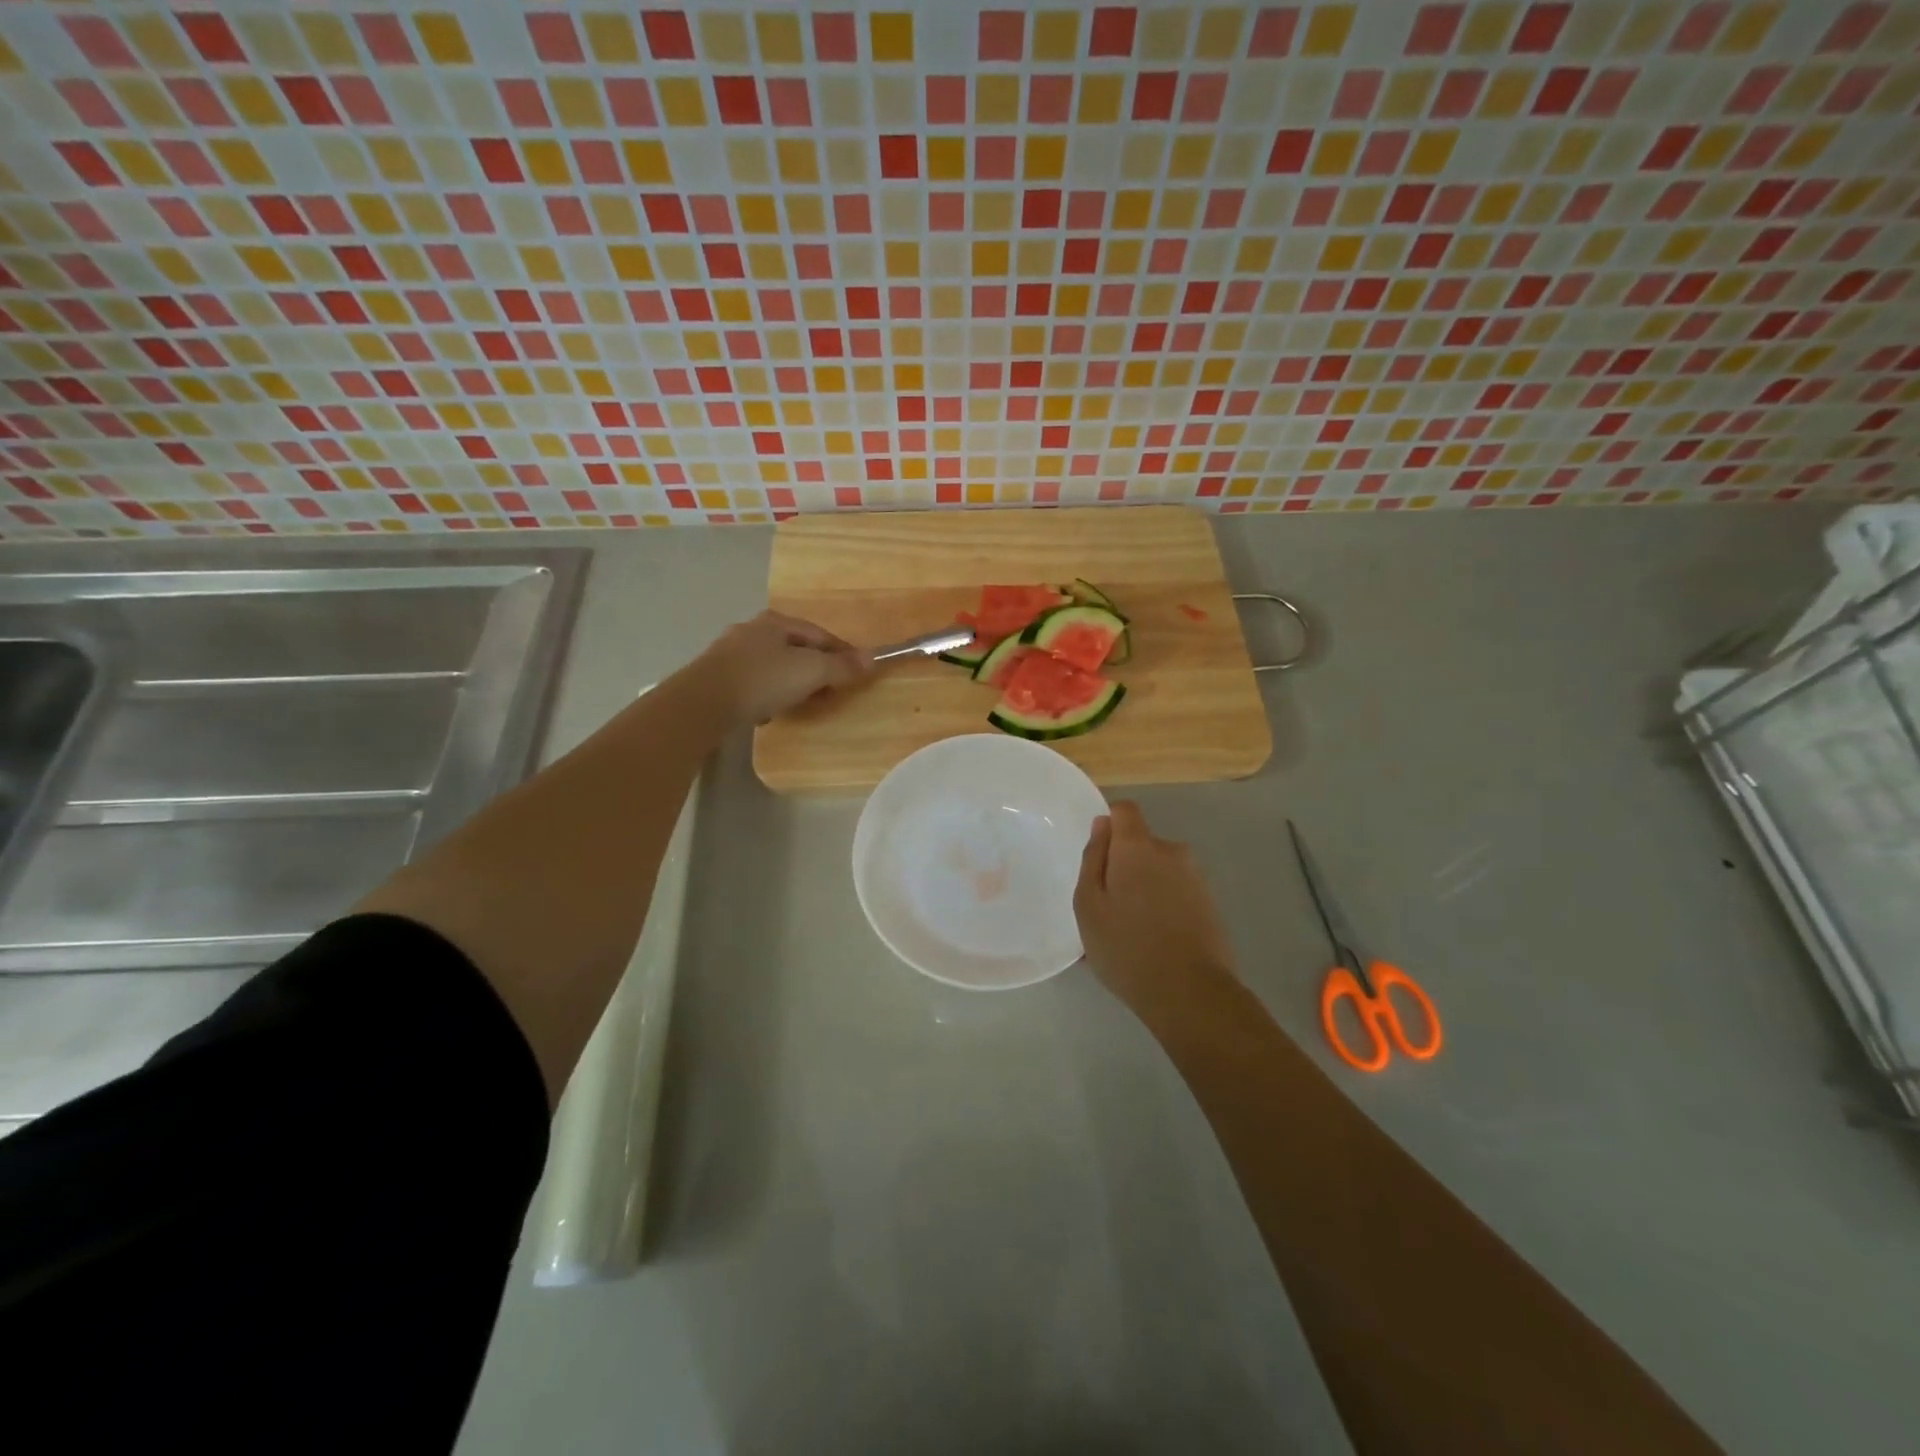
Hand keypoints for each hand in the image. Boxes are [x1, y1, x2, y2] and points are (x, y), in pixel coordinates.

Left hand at [692, 611, 870, 726]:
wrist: (703, 703)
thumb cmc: (763, 679)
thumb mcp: (811, 671)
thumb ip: (841, 666)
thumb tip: (872, 659)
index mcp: (776, 621)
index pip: (821, 634)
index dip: (843, 653)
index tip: (857, 674)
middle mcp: (752, 630)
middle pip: (796, 649)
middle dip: (816, 669)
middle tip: (832, 692)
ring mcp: (730, 653)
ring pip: (774, 666)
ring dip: (792, 683)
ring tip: (803, 704)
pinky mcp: (717, 678)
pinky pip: (754, 683)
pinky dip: (768, 694)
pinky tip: (770, 711)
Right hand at [1075, 801, 1236, 1015]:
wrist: (1190, 993)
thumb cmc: (1126, 946)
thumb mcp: (1088, 904)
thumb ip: (1093, 858)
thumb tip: (1102, 826)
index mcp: (1138, 847)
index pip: (1124, 811)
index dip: (1108, 825)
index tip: (1097, 857)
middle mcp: (1172, 852)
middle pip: (1141, 845)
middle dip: (1124, 866)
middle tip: (1107, 909)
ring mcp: (1196, 879)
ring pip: (1160, 872)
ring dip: (1144, 890)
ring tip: (1129, 934)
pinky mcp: (1210, 905)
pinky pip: (1176, 894)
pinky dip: (1163, 909)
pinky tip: (1153, 944)